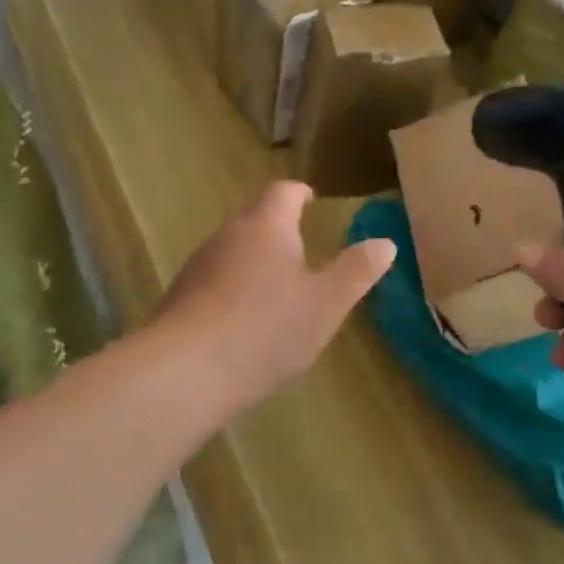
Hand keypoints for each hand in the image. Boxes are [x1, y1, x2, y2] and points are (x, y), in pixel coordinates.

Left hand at [157, 181, 394, 411]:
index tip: (312, 201)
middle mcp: (227, 235)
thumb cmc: (267, 328)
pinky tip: (244, 324)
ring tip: (276, 290)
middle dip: (278, 230)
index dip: (300, 194)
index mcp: (266, 226)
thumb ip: (356, 271)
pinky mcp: (178, 299)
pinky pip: (213, 283)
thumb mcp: (326, 303)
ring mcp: (197, 266)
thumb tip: (385, 242)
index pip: (283, 192)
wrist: (185, 372)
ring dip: (254, 263)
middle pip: (255, 219)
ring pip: (232, 252)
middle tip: (302, 250)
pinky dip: (232, 292)